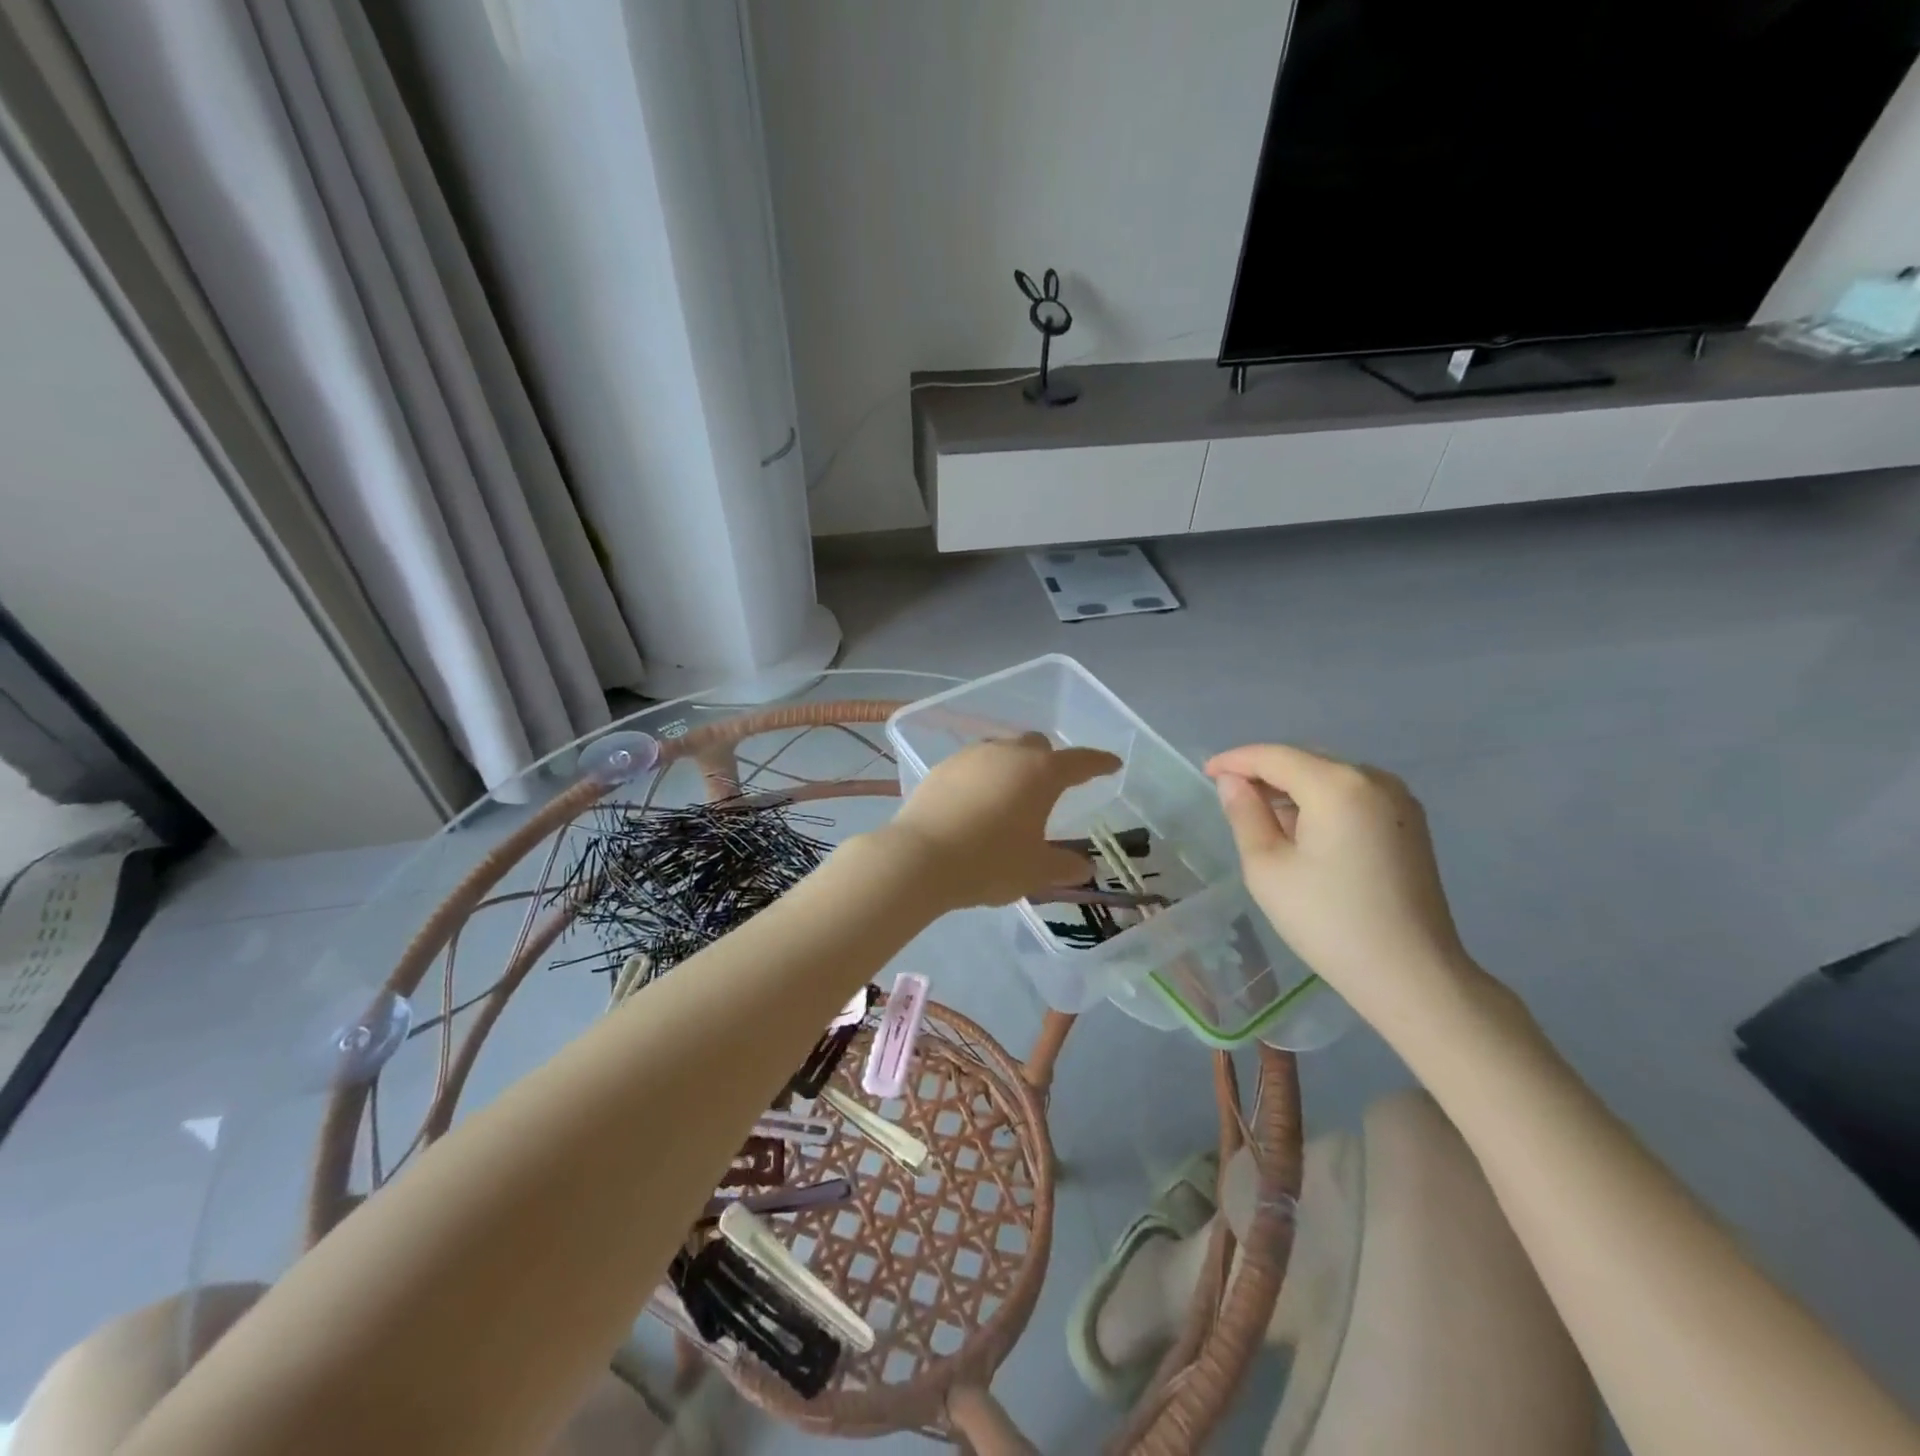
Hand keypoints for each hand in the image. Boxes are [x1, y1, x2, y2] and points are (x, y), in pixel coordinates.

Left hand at [886, 734, 1119, 909]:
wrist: (919, 858)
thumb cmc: (989, 862)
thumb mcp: (1035, 871)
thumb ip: (1064, 866)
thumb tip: (1083, 867)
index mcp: (1040, 773)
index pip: (1080, 761)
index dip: (1099, 763)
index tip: (1112, 765)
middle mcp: (1008, 754)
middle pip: (1037, 746)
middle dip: (1050, 761)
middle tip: (1053, 787)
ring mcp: (971, 757)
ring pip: (1002, 751)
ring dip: (1013, 767)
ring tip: (1012, 797)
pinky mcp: (942, 768)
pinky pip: (973, 766)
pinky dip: (983, 778)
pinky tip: (977, 803)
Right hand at [1206, 744, 1472, 1022]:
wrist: (1411, 974)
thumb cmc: (1328, 921)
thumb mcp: (1267, 867)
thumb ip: (1245, 814)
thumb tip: (1232, 783)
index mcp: (1337, 785)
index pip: (1274, 756)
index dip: (1235, 761)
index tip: (1206, 773)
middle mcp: (1374, 779)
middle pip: (1305, 761)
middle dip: (1264, 773)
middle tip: (1230, 797)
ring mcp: (1398, 800)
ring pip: (1329, 776)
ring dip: (1292, 788)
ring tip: (1262, 816)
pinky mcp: (1409, 823)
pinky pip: (1352, 795)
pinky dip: (1320, 801)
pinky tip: (1302, 830)